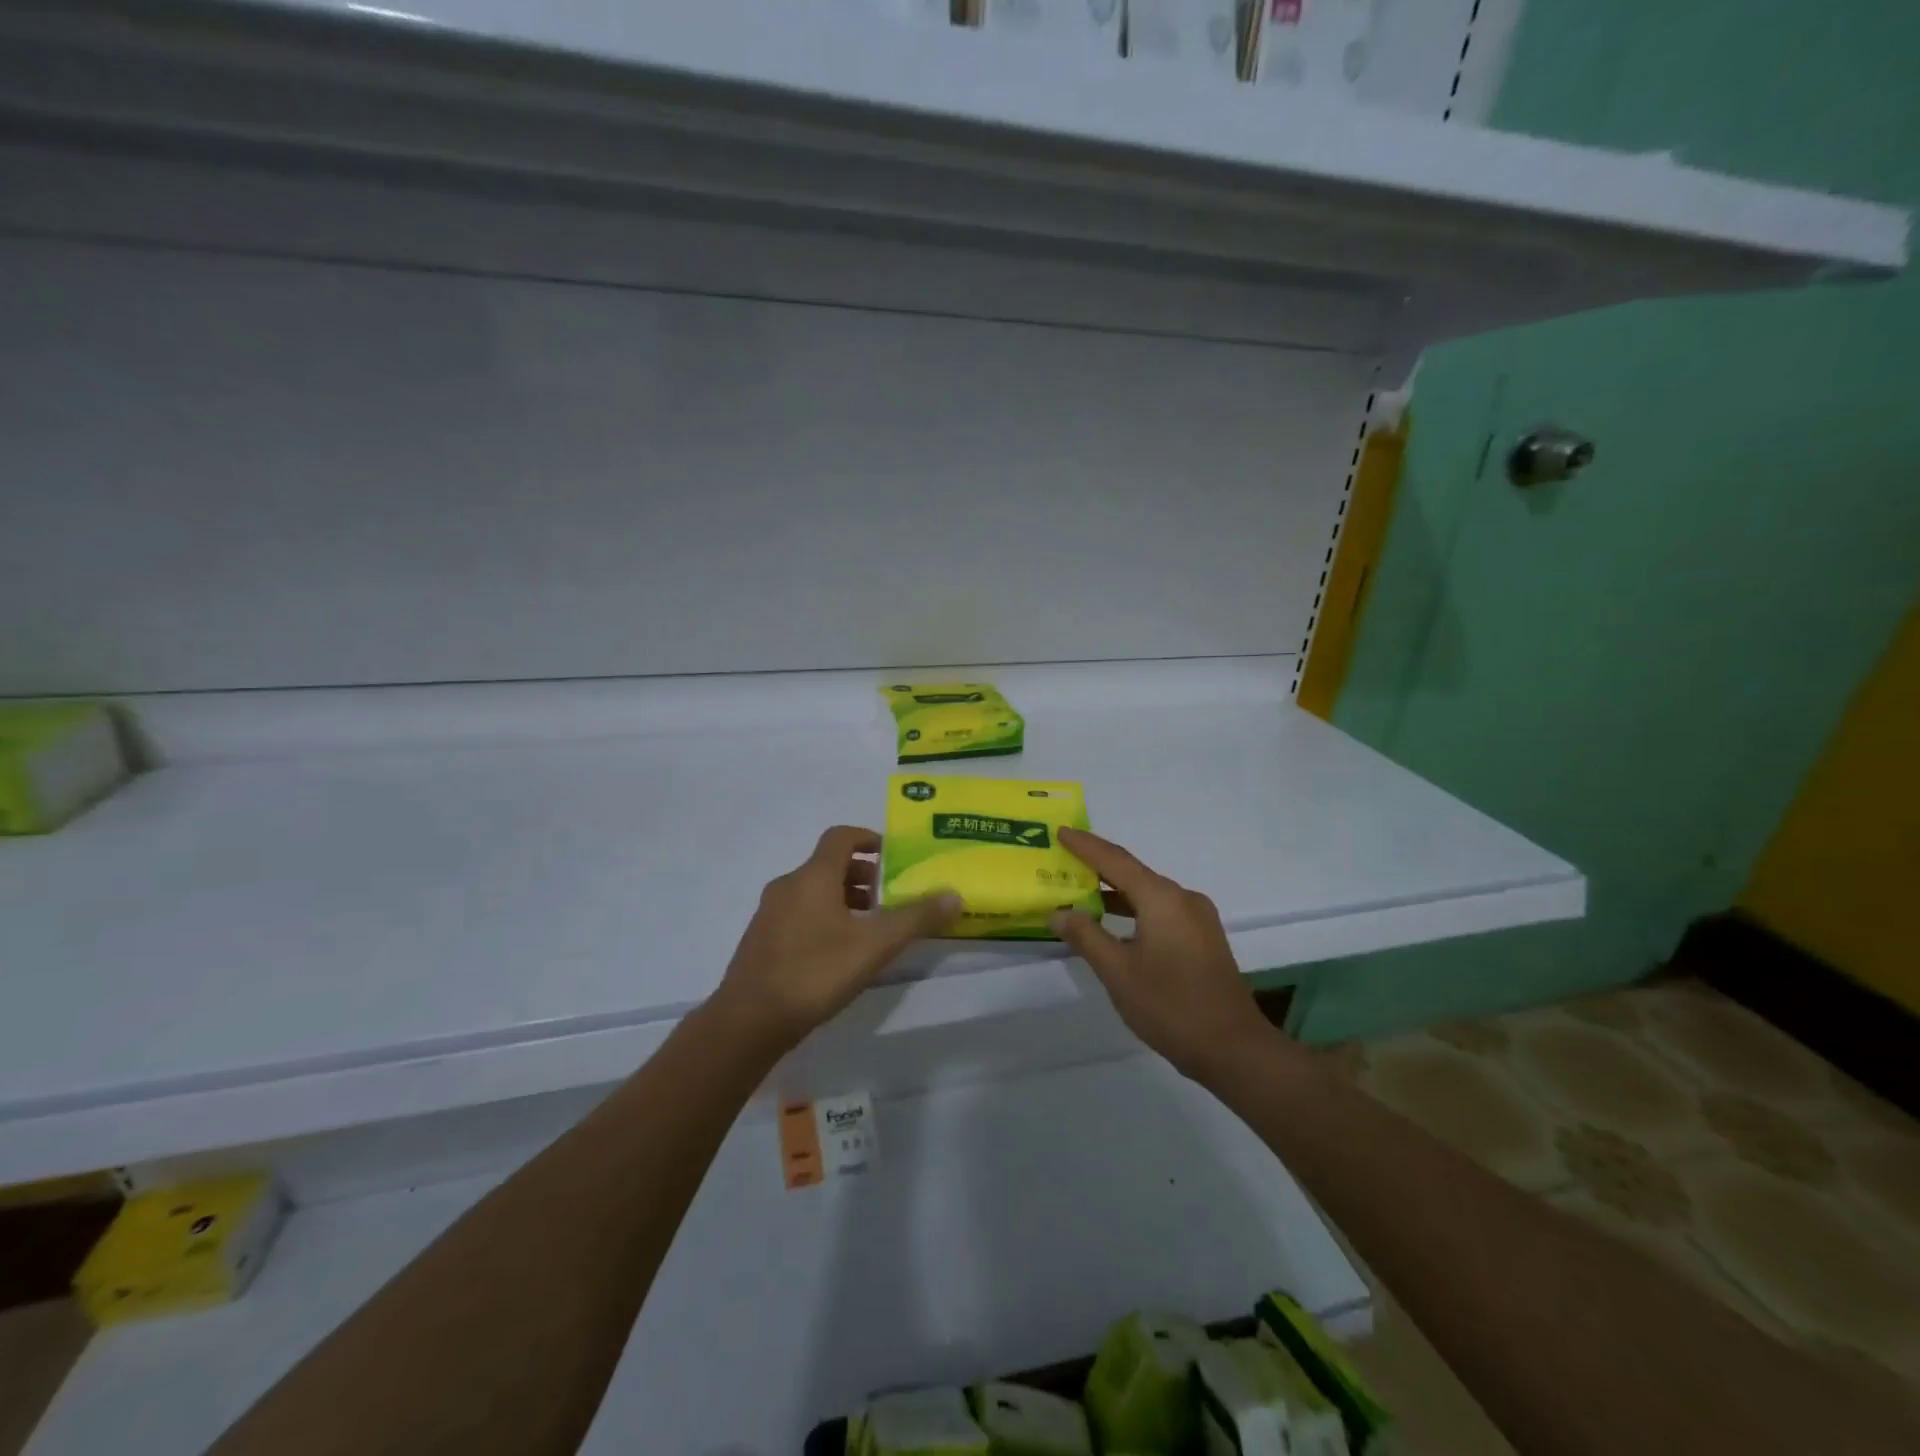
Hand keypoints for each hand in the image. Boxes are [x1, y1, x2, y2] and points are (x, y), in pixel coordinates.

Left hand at [709, 825, 961, 1054]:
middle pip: (829, 865)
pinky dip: (824, 918)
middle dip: (863, 875)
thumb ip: (915, 918)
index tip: (895, 856)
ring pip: (814, 892)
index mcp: (813, 876)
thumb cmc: (815, 972)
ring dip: (844, 899)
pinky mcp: (762, 940)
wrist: (749, 1021)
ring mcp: (770, 913)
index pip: (841, 836)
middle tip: (890, 897)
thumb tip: (954, 894)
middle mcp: (788, 885)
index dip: (870, 839)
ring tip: (870, 927)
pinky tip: (839, 953)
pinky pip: (799, 914)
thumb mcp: (875, 945)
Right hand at [1052, 828, 1272, 1081]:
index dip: (1085, 845)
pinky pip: (1161, 912)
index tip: (1061, 831)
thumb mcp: (1118, 972)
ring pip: (1148, 895)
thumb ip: (1086, 936)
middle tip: (1063, 862)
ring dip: (1115, 894)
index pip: (1115, 860)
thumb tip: (1060, 912)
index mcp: (1162, 898)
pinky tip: (1114, 926)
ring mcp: (1198, 919)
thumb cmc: (1170, 1006)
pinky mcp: (1204, 939)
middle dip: (1097, 868)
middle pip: (1133, 874)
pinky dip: (1134, 911)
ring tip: (1080, 894)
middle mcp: (1183, 899)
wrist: (1234, 1050)